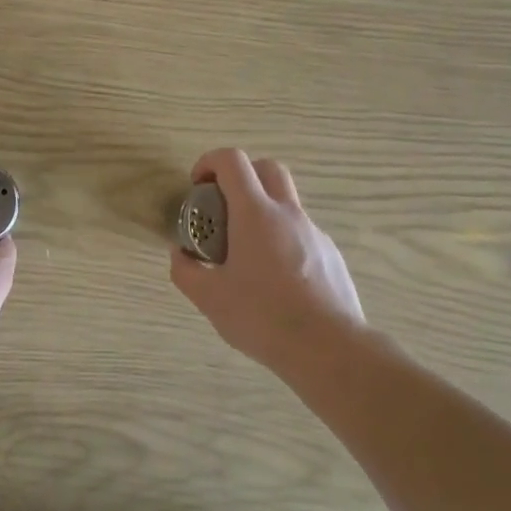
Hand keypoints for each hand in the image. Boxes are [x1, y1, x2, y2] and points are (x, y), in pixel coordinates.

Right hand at [170, 149, 374, 368]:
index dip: (209, 162)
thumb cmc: (263, 317)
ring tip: (245, 253)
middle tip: (222, 206)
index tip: (197, 185)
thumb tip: (179, 255)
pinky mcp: (331, 255)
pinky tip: (274, 279)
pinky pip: (300, 233)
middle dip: (240, 175)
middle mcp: (288, 214)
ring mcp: (314, 233)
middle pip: (267, 168)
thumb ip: (186, 271)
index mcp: (255, 214)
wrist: (330, 349)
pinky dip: (280, 239)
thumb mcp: (210, 298)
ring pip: (286, 202)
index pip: (233, 161)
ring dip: (261, 210)